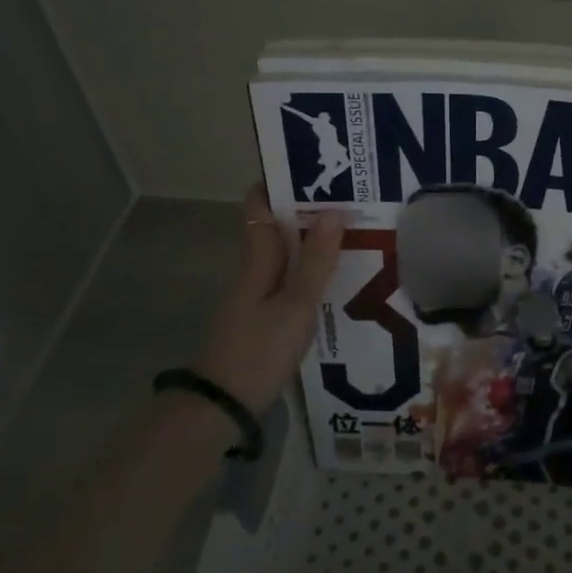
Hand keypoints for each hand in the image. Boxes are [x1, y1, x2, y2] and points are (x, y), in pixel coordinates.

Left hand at [192, 185, 344, 414]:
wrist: (220, 406)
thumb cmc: (259, 351)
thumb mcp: (296, 307)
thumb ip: (315, 262)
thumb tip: (333, 212)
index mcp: (256, 260)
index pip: (258, 208)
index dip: (278, 184)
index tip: (311, 167)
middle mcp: (252, 271)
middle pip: (274, 229)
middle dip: (305, 210)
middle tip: (349, 196)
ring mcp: (254, 296)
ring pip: (282, 255)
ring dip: (309, 240)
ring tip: (351, 229)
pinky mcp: (261, 318)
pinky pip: (286, 279)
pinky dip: (307, 268)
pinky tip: (333, 275)